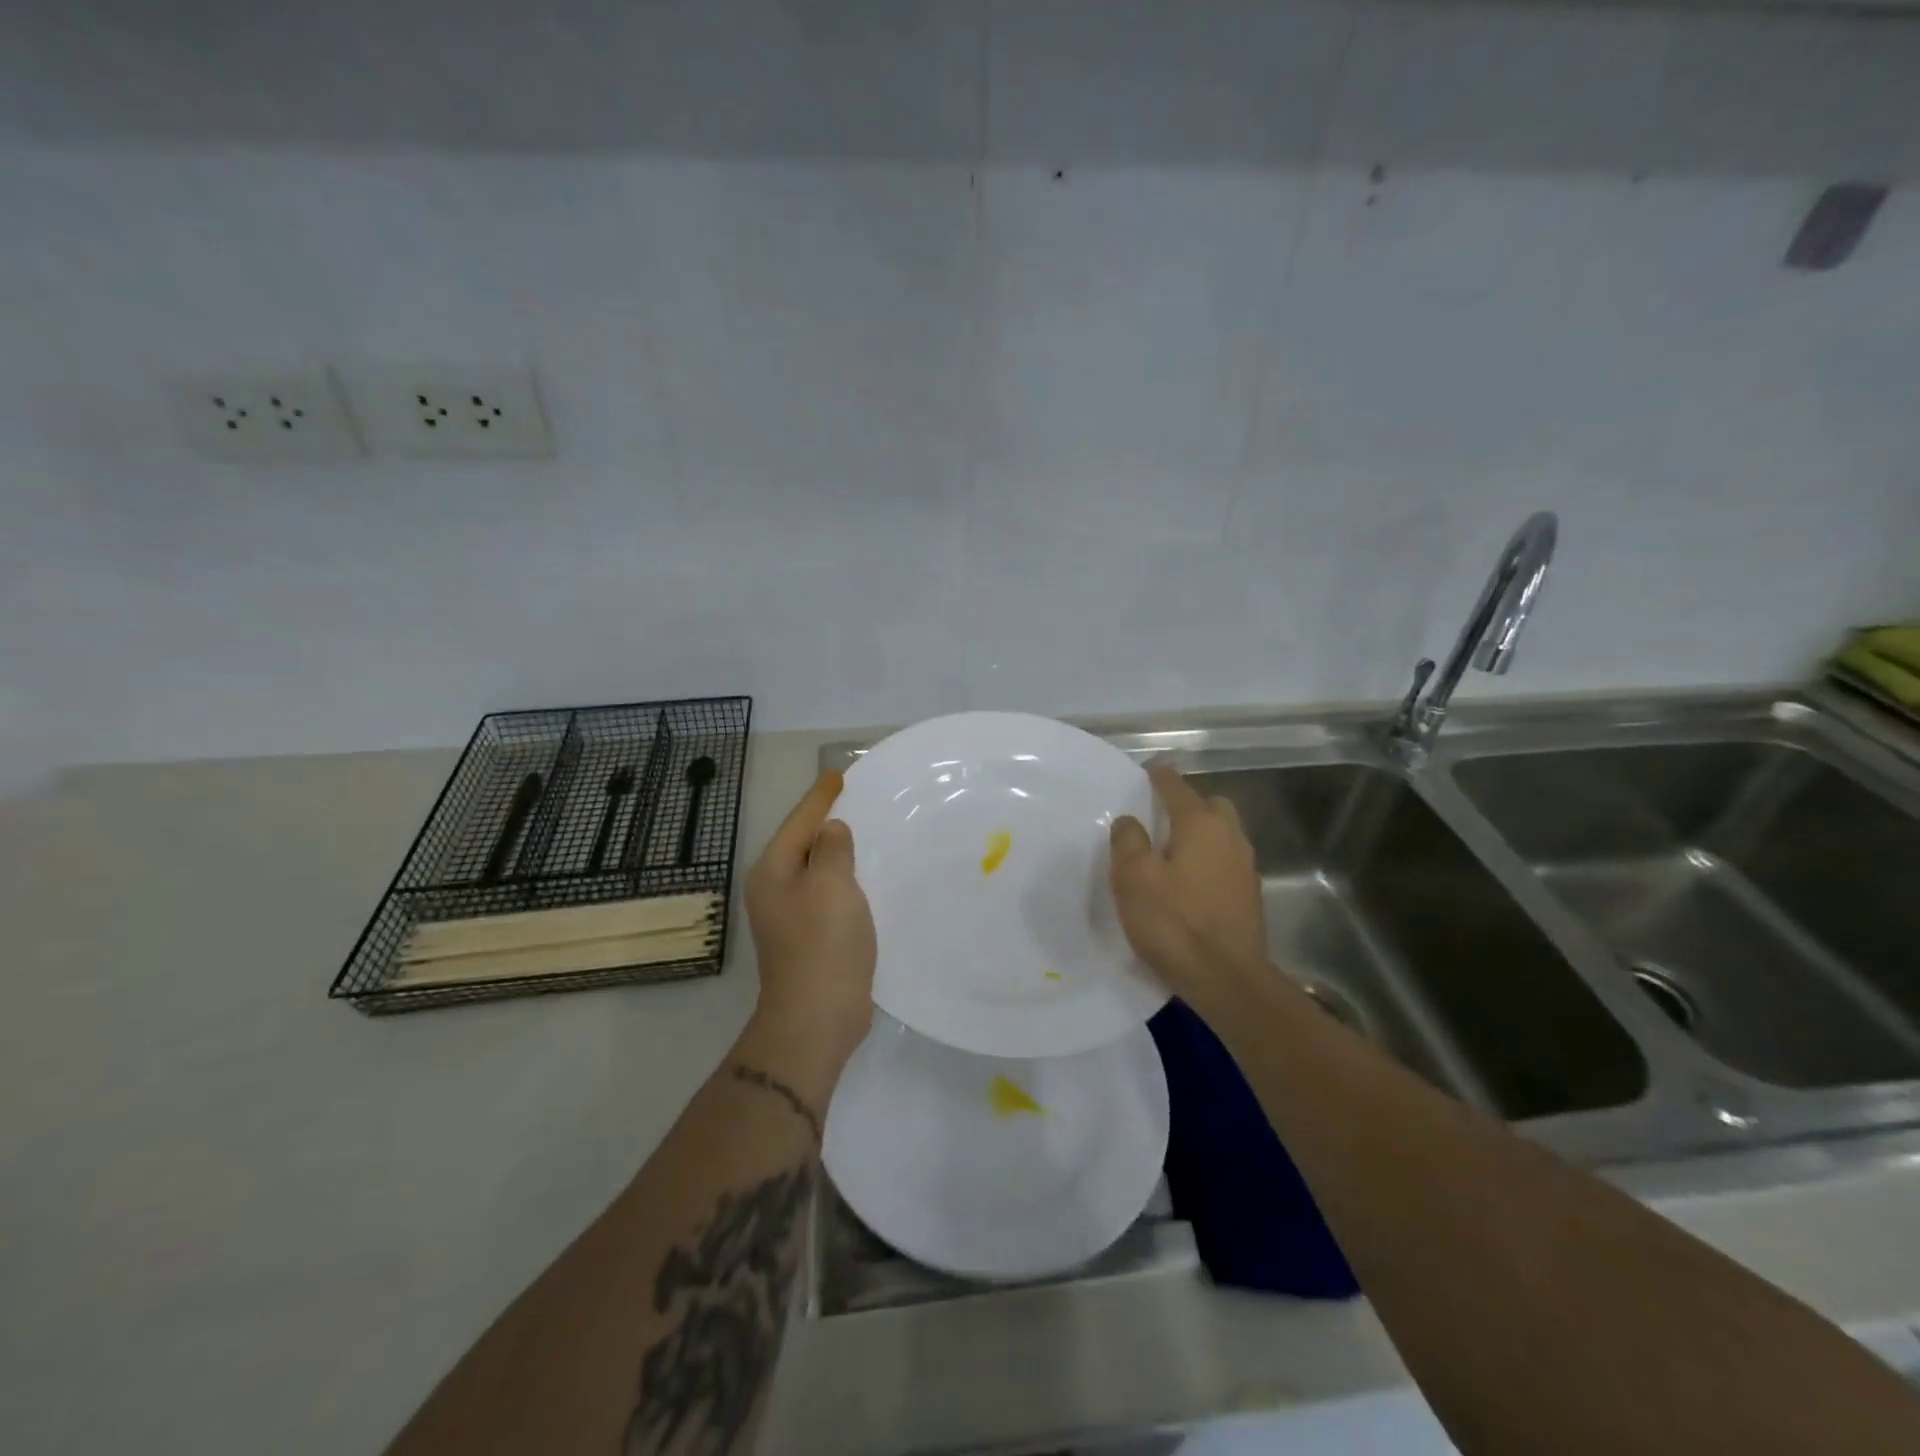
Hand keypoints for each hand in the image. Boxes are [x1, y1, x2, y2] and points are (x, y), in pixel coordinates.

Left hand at [745, 771, 876, 1068]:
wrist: (817, 1017)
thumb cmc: (822, 944)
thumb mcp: (831, 884)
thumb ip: (833, 848)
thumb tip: (832, 832)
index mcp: (772, 872)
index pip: (799, 822)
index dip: (821, 797)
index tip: (839, 775)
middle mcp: (775, 890)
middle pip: (805, 844)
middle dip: (830, 822)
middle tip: (860, 799)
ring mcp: (790, 917)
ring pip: (819, 871)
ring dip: (842, 853)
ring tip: (870, 832)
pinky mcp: (811, 937)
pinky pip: (830, 895)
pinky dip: (848, 881)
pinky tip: (870, 878)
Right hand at [1109, 764, 1267, 1007]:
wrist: (1228, 980)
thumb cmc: (1175, 923)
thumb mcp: (1133, 878)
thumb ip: (1128, 841)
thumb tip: (1130, 821)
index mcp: (1201, 824)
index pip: (1176, 785)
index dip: (1157, 776)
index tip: (1142, 775)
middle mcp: (1230, 836)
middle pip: (1209, 805)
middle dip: (1186, 805)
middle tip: (1157, 822)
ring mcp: (1245, 867)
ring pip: (1222, 835)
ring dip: (1199, 836)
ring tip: (1169, 855)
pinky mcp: (1250, 896)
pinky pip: (1225, 863)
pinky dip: (1208, 863)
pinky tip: (1188, 886)